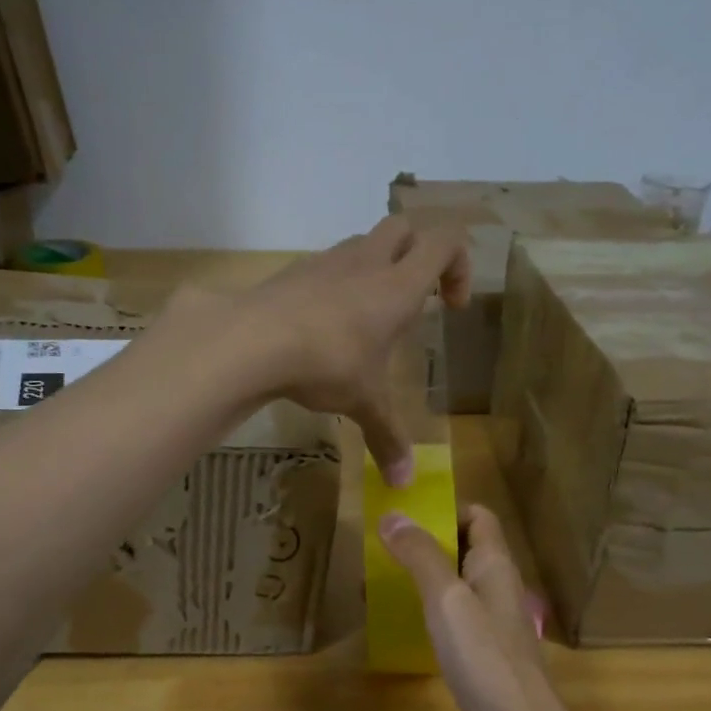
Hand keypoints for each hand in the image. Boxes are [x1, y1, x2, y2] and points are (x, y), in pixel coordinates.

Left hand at [240, 217, 469, 483]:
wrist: (251, 339)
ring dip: (376, 267)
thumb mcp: (365, 403)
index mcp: (398, 286)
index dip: (459, 265)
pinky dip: (336, 285)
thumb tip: (404, 483)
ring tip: (368, 318)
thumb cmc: (327, 363)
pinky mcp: (292, 273)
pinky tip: (324, 328)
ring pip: (363, 243)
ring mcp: (326, 262)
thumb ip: (387, 438)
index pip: (445, 241)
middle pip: (406, 227)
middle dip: (419, 254)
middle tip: (417, 298)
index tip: (451, 306)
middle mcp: (366, 262)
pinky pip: (326, 266)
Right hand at [379, 503, 588, 710]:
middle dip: (424, 544)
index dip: (445, 508)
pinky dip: (426, 615)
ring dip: (421, 580)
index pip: (478, 516)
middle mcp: (497, 589)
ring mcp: (492, 626)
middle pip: (464, 550)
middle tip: (378, 550)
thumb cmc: (484, 659)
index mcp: (496, 566)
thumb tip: (393, 515)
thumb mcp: (446, 599)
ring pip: (455, 587)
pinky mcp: (482, 658)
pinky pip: (453, 622)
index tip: (403, 515)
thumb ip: (421, 556)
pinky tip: (400, 626)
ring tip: (377, 585)